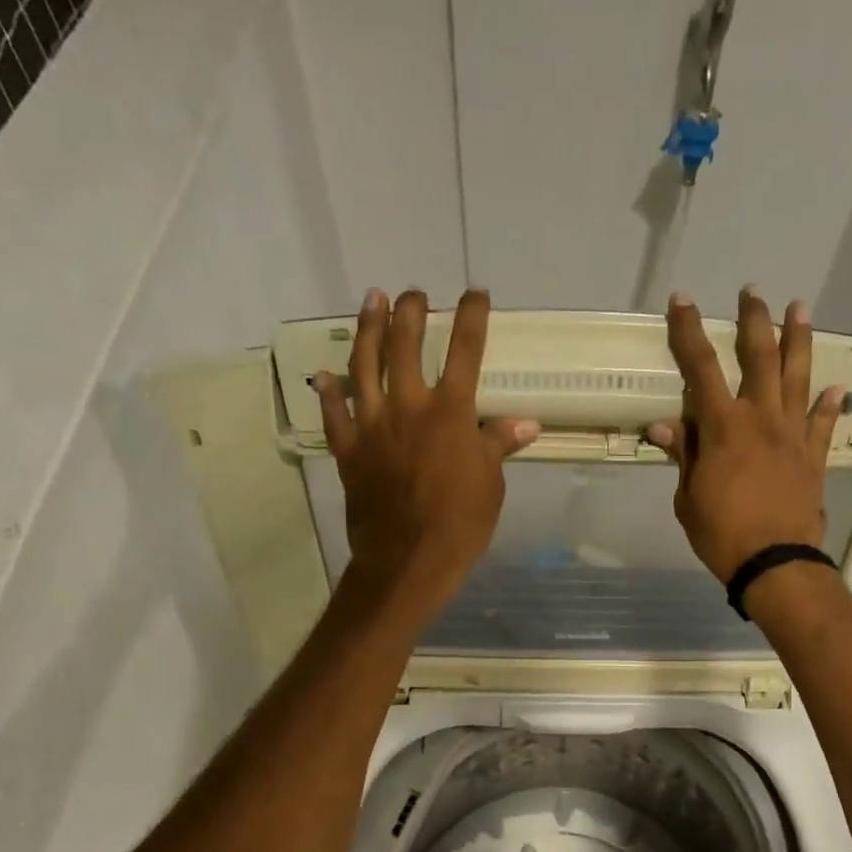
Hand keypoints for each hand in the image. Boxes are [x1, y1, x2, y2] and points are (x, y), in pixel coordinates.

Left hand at [316, 288, 538, 613]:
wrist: (409, 558)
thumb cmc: (461, 523)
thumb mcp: (491, 484)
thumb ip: (499, 445)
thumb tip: (526, 423)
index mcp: (451, 413)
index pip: (466, 352)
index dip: (472, 318)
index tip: (476, 293)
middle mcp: (409, 407)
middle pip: (406, 345)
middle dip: (411, 313)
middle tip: (412, 294)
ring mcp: (373, 425)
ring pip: (364, 365)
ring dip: (368, 329)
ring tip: (371, 301)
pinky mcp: (348, 450)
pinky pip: (335, 414)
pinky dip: (329, 392)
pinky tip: (325, 375)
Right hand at [646, 288, 846, 583]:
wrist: (774, 562)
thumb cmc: (721, 534)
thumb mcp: (689, 498)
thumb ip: (683, 456)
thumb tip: (664, 425)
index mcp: (723, 428)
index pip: (702, 368)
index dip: (689, 332)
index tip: (682, 300)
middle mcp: (761, 419)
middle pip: (759, 357)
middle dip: (753, 321)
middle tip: (753, 292)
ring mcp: (793, 435)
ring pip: (797, 378)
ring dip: (798, 341)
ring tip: (800, 309)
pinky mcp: (814, 457)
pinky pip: (823, 424)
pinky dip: (829, 405)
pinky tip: (835, 387)